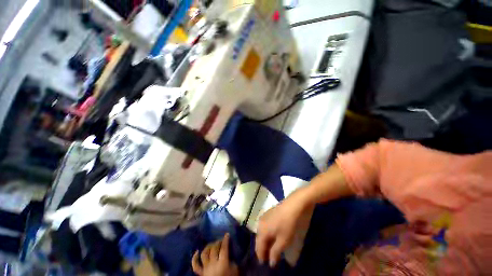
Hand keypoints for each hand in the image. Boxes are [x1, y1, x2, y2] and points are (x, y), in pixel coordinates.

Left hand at [192, 234, 238, 275]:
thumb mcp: (235, 270)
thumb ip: (232, 261)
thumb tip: (230, 253)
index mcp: (223, 263)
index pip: (224, 248)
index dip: (225, 240)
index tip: (227, 234)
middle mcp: (213, 264)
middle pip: (214, 249)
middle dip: (217, 242)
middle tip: (220, 240)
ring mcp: (206, 269)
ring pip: (204, 254)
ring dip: (208, 247)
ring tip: (212, 245)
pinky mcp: (201, 273)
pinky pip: (195, 265)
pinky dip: (195, 258)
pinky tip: (197, 251)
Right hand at [255, 191, 313, 266]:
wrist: (292, 205)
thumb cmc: (287, 224)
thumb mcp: (283, 241)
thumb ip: (275, 252)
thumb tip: (270, 262)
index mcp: (261, 231)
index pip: (258, 247)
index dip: (261, 256)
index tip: (265, 264)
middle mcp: (260, 223)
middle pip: (259, 239)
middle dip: (263, 249)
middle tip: (268, 257)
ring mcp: (263, 217)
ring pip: (261, 232)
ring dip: (265, 241)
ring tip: (271, 247)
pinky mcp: (268, 213)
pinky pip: (264, 226)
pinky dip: (267, 233)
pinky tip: (273, 235)